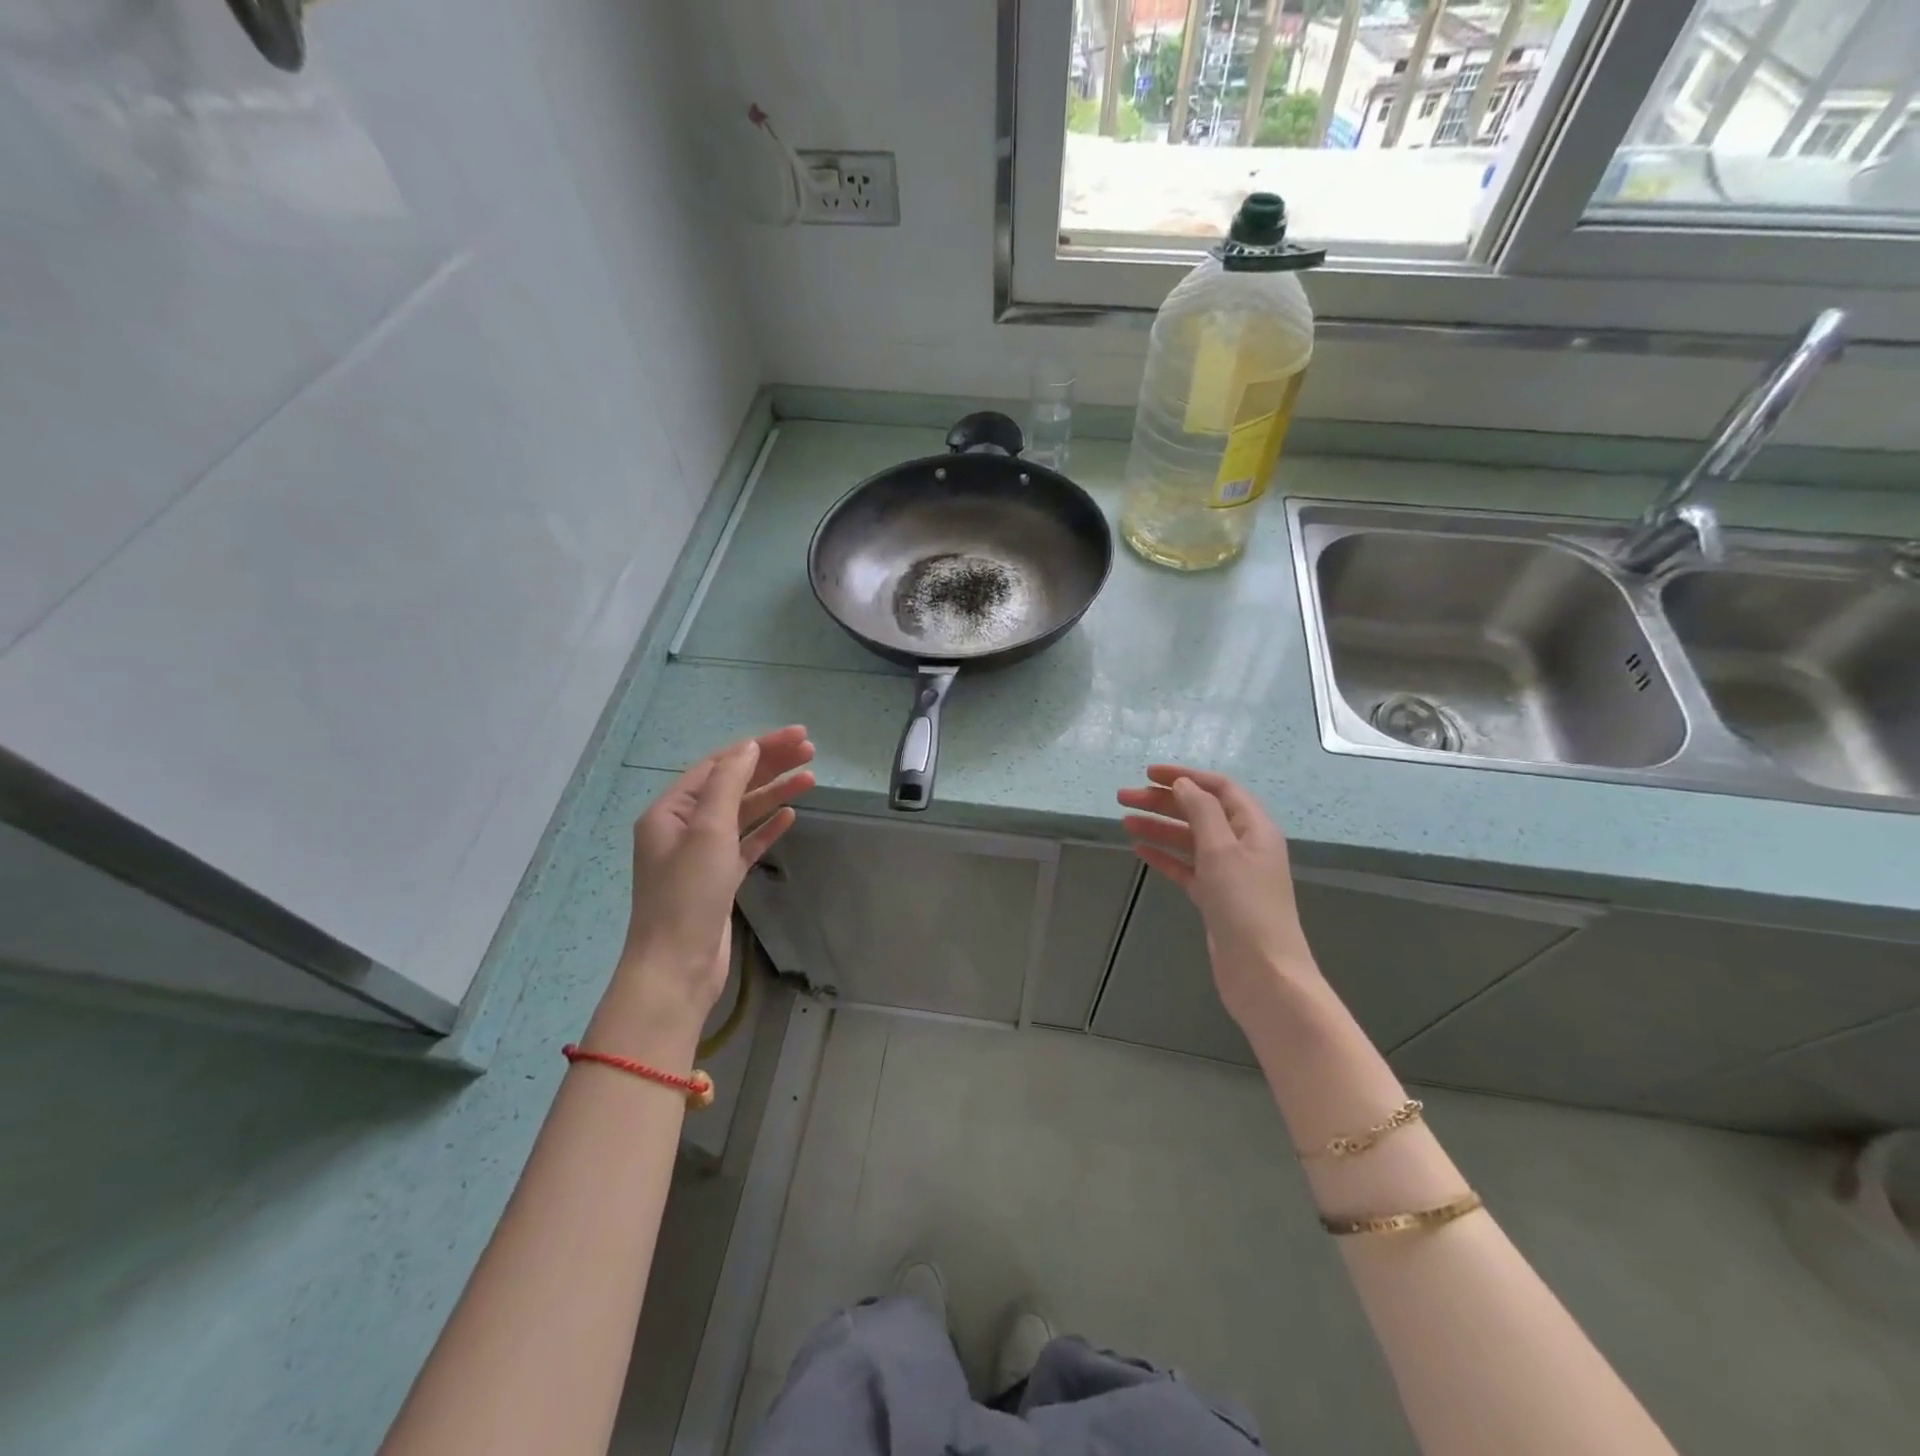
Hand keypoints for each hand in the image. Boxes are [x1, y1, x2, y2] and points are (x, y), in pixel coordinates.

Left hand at [610, 726, 815, 1038]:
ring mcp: (701, 854)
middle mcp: (683, 827)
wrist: (676, 968)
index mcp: (670, 811)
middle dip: (771, 765)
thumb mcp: (707, 831)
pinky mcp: (719, 879)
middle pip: (733, 785)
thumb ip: (729, 784)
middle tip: (811, 750)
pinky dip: (767, 827)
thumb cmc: (688, 895)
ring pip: (743, 813)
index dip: (759, 747)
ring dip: (774, 793)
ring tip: (811, 778)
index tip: (797, 736)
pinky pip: (746, 843)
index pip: (719, 765)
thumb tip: (749, 748)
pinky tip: (790, 815)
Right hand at [1118, 766, 1320, 1027]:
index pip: (1218, 788)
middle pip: (1199, 812)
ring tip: (1124, 821)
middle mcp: (1243, 845)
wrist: (1263, 973)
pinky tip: (1140, 850)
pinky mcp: (1215, 898)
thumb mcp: (1223, 850)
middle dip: (1163, 802)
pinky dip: (1164, 857)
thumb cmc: (1245, 906)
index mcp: (1254, 828)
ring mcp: (1229, 873)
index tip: (1148, 773)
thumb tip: (1183, 784)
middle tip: (1123, 797)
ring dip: (1159, 827)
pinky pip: (1186, 868)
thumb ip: (1202, 811)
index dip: (1185, 776)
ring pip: (1189, 840)